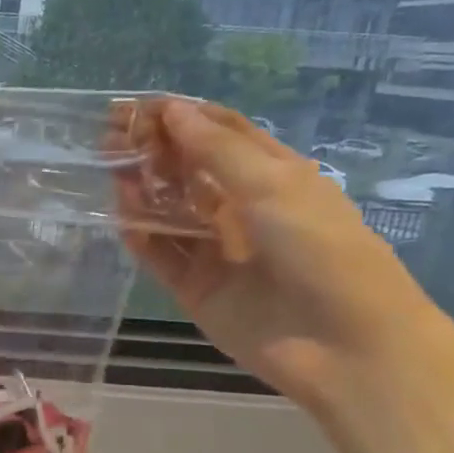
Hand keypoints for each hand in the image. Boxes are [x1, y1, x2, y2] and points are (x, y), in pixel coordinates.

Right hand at [116, 100, 450, 407]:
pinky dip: (140, 234)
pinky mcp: (196, 288)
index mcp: (275, 177)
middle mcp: (243, 209)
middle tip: (110, 134)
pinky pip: (160, 254)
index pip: (222, 134)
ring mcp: (217, 250)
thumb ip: (215, 150)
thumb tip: (170, 110)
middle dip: (152, 149)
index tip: (138, 106)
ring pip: (169, 211)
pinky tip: (121, 214)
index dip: (182, 116)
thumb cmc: (322, 251)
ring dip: (141, 187)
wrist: (344, 346)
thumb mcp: (273, 186)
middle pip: (189, 170)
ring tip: (109, 167)